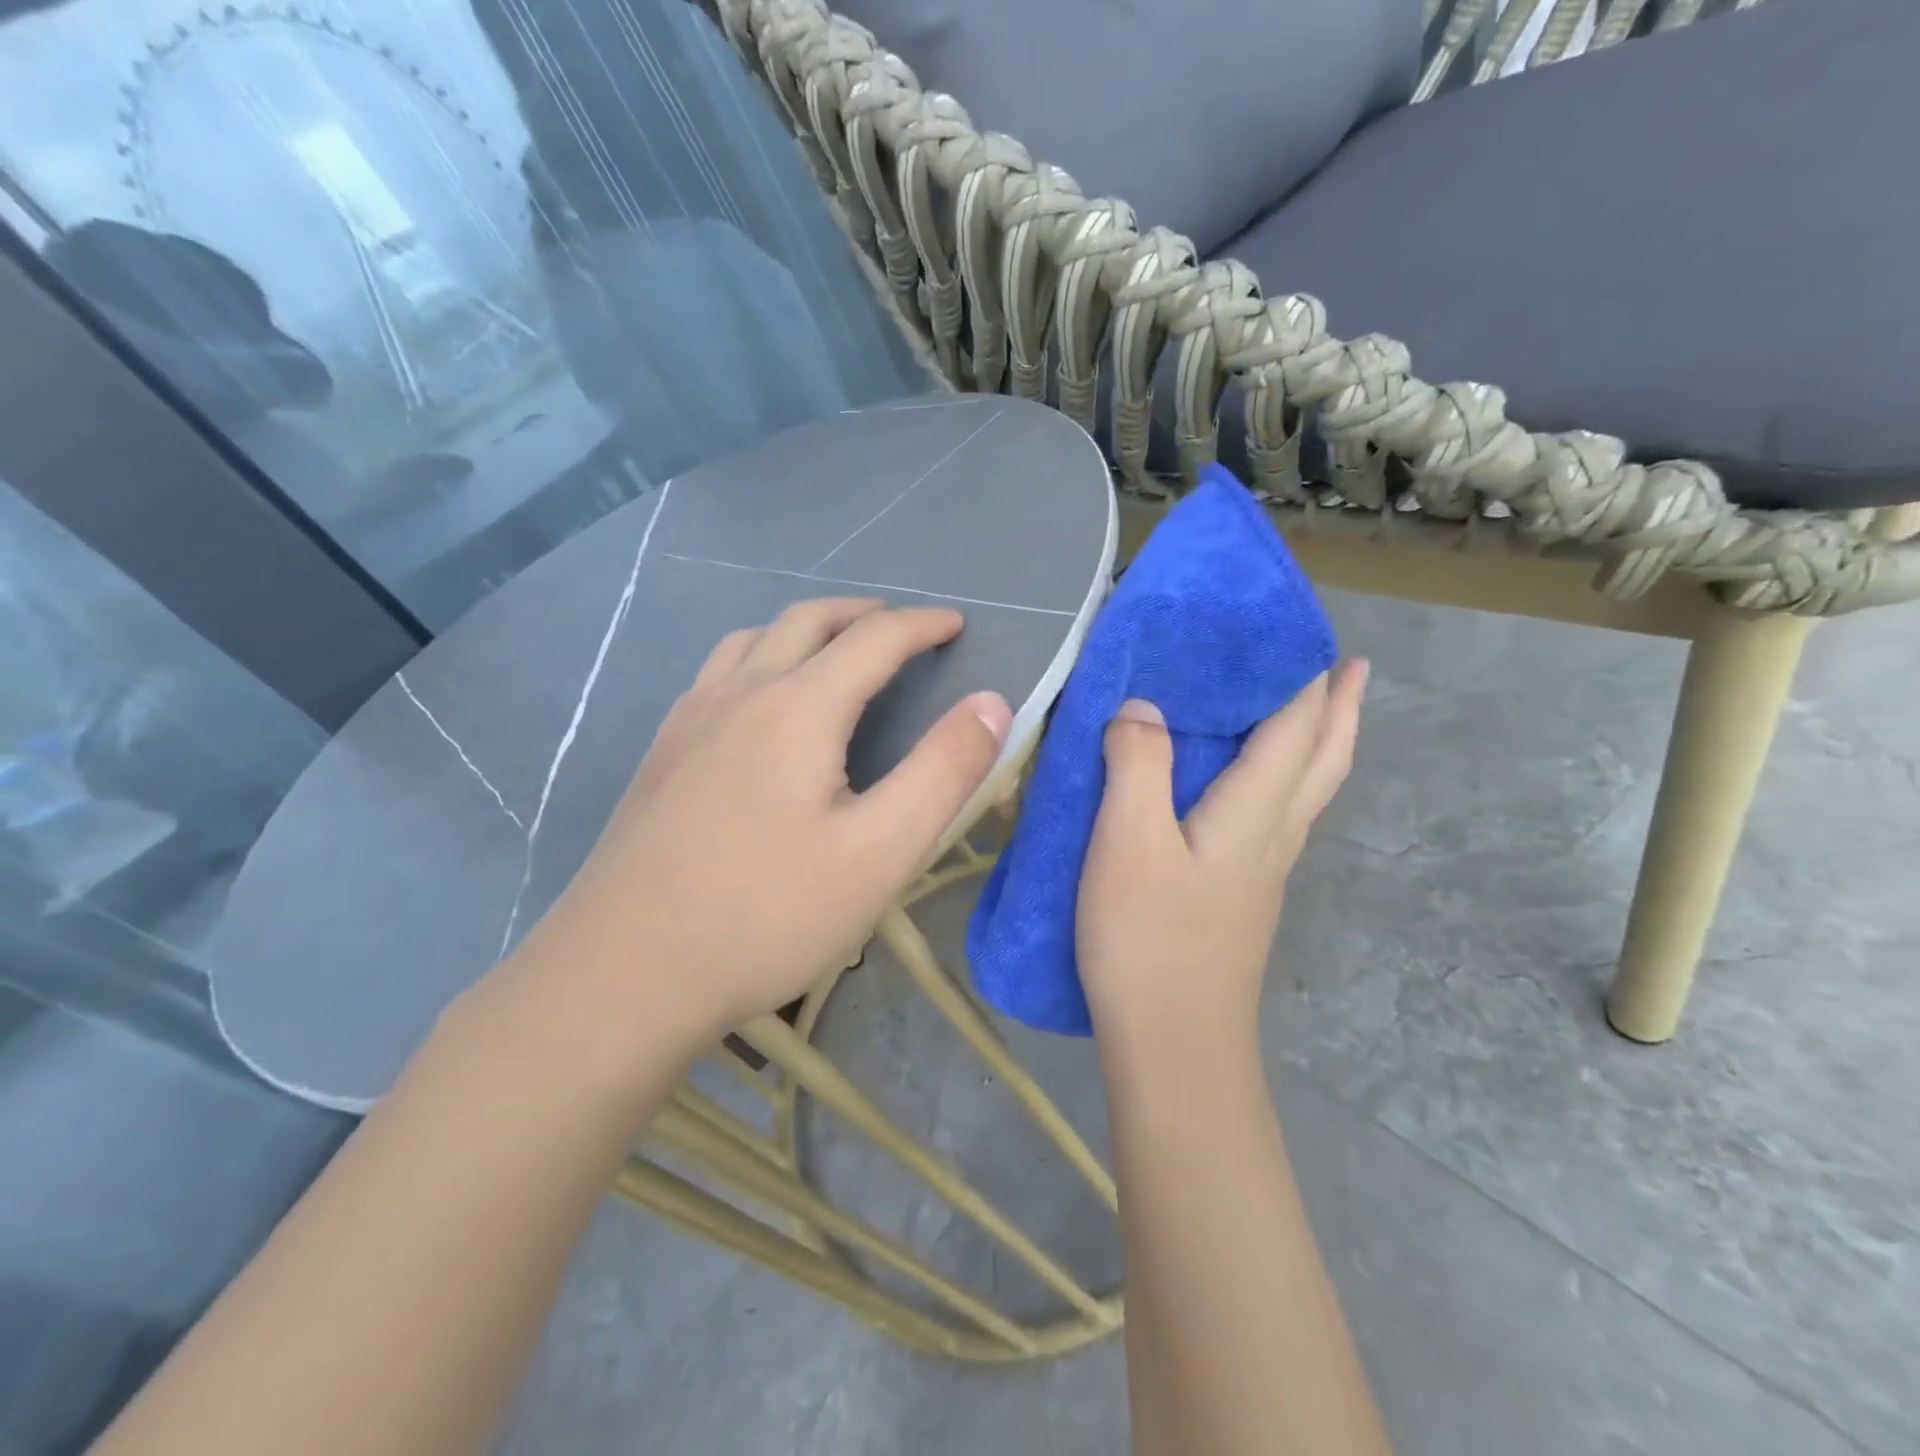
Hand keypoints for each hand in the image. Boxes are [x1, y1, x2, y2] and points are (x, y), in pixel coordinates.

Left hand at [516, 598, 1012, 1046]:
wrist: (627, 972)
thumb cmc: (769, 914)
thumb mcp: (881, 851)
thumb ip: (944, 771)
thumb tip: (992, 702)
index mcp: (799, 707)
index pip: (874, 639)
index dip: (922, 626)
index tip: (955, 625)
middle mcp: (740, 693)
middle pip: (807, 621)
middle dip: (863, 614)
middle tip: (901, 628)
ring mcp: (690, 720)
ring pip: (753, 639)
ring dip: (805, 628)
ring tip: (835, 649)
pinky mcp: (661, 753)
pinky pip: (717, 673)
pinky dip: (758, 657)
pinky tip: (759, 700)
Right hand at [1076, 661, 1366, 1050]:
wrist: (1174, 1044)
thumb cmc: (1148, 939)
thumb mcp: (1128, 843)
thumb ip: (1137, 765)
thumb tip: (1141, 706)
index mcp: (1254, 812)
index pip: (1295, 727)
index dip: (1306, 678)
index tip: (1312, 633)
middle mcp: (1273, 836)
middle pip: (1324, 760)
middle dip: (1340, 709)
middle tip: (1349, 666)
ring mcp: (1262, 872)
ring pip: (1308, 792)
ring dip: (1321, 744)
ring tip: (1318, 713)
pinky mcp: (1242, 898)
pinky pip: (1279, 816)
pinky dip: (1287, 780)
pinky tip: (1257, 789)